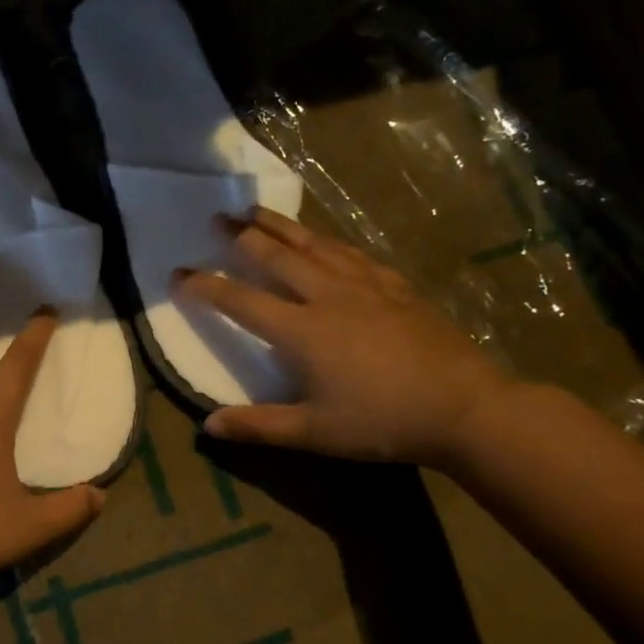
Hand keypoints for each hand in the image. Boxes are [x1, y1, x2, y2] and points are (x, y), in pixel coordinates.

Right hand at [173, 207, 514, 466]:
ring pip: (315, 245)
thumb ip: (258, 426)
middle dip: (242, 236)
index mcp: (302, 330)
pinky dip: (329, 242)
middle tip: (217, 217)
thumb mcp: (314, 434)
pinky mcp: (395, 287)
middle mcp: (328, 297)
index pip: (241, 301)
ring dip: (282, 225)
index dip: (205, 286)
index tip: (178, 272)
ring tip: (258, 210)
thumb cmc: (382, 422)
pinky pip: (353, 254)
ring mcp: (365, 286)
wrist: (465, 407)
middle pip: (277, 256)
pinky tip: (324, 239)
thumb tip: (207, 425)